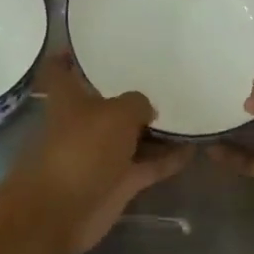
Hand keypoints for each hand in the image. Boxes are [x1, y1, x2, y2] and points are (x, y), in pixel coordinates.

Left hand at [20, 53, 189, 253]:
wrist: (63, 211)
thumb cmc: (82, 148)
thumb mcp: (117, 113)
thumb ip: (137, 103)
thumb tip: (147, 110)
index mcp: (69, 98)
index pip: (60, 69)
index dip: (69, 54)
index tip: (89, 42)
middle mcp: (83, 122)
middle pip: (105, 101)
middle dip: (129, 91)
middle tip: (162, 73)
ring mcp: (101, 153)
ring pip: (131, 135)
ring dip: (155, 128)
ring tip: (188, 108)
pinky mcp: (118, 181)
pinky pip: (148, 164)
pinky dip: (168, 158)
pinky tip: (194, 147)